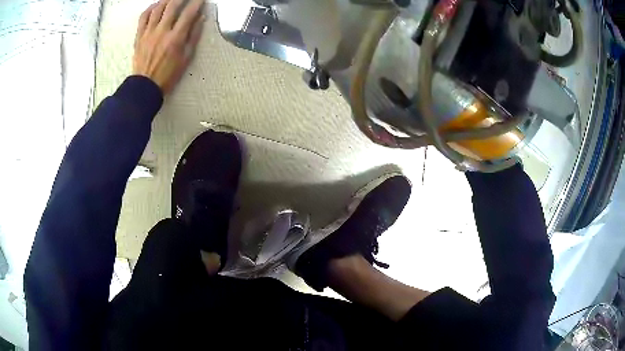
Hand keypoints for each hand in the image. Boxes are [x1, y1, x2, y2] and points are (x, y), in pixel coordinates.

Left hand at [133, 0, 204, 94]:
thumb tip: (200, 18)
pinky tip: (156, 5)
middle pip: (172, 6)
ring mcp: (148, 33)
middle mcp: (162, 31)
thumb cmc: (168, 75)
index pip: (189, 13)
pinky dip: (150, 8)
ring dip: (167, 0)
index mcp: (176, 38)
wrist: (145, 87)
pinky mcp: (139, 36)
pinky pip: (143, 17)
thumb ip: (194, 36)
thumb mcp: (186, 58)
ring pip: (158, 8)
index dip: (197, 2)